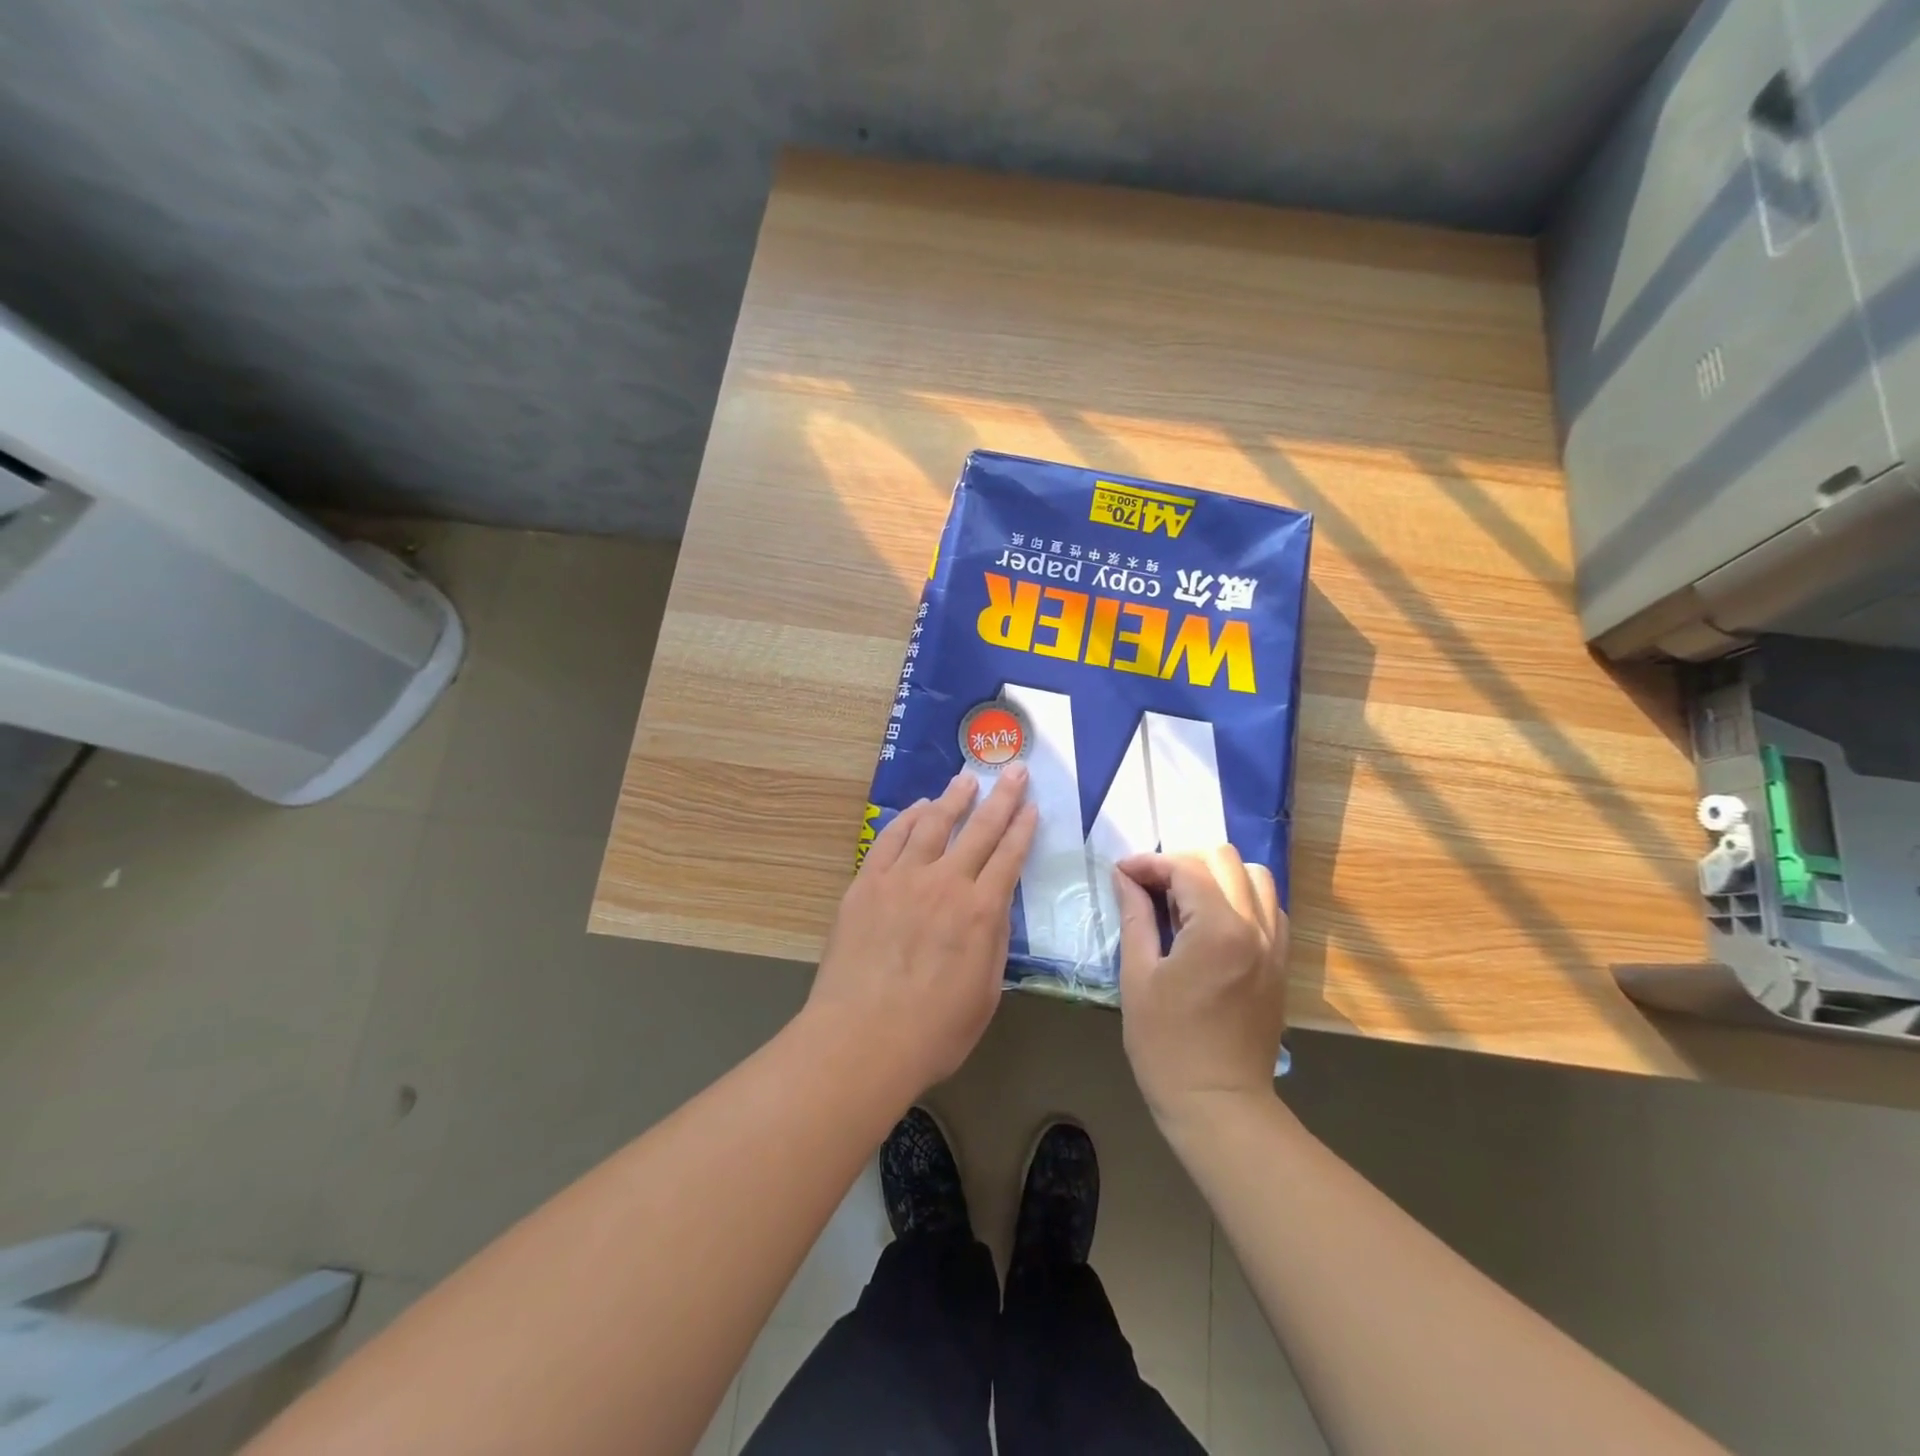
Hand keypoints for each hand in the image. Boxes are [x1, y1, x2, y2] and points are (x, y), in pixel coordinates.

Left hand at [806, 766, 1037, 1097]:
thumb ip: (993, 942)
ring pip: (933, 824)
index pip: (1009, 857)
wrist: (861, 1039)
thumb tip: (994, 906)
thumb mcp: (985, 993)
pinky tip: (918, 808)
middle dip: (1001, 797)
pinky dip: (907, 818)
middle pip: (979, 829)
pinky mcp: (867, 883)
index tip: (1032, 806)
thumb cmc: (933, 1031)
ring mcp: (902, 878)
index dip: (1023, 828)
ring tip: (966, 780)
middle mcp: (945, 883)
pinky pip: (890, 839)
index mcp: (980, 911)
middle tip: (1014, 770)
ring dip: (953, 798)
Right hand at [1113, 847, 1288, 1122]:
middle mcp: (1255, 927)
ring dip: (1218, 876)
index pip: (1185, 868)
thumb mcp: (1138, 977)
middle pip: (1225, 860)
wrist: (1218, 1105)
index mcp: (1218, 929)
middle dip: (1183, 863)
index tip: (1122, 873)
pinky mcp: (1281, 964)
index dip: (1149, 863)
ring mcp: (1275, 945)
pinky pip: (1270, 909)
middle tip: (1152, 887)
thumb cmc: (1166, 1045)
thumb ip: (1135, 917)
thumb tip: (1124, 877)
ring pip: (1256, 877)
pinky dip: (1242, 900)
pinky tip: (1214, 923)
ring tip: (1186, 900)